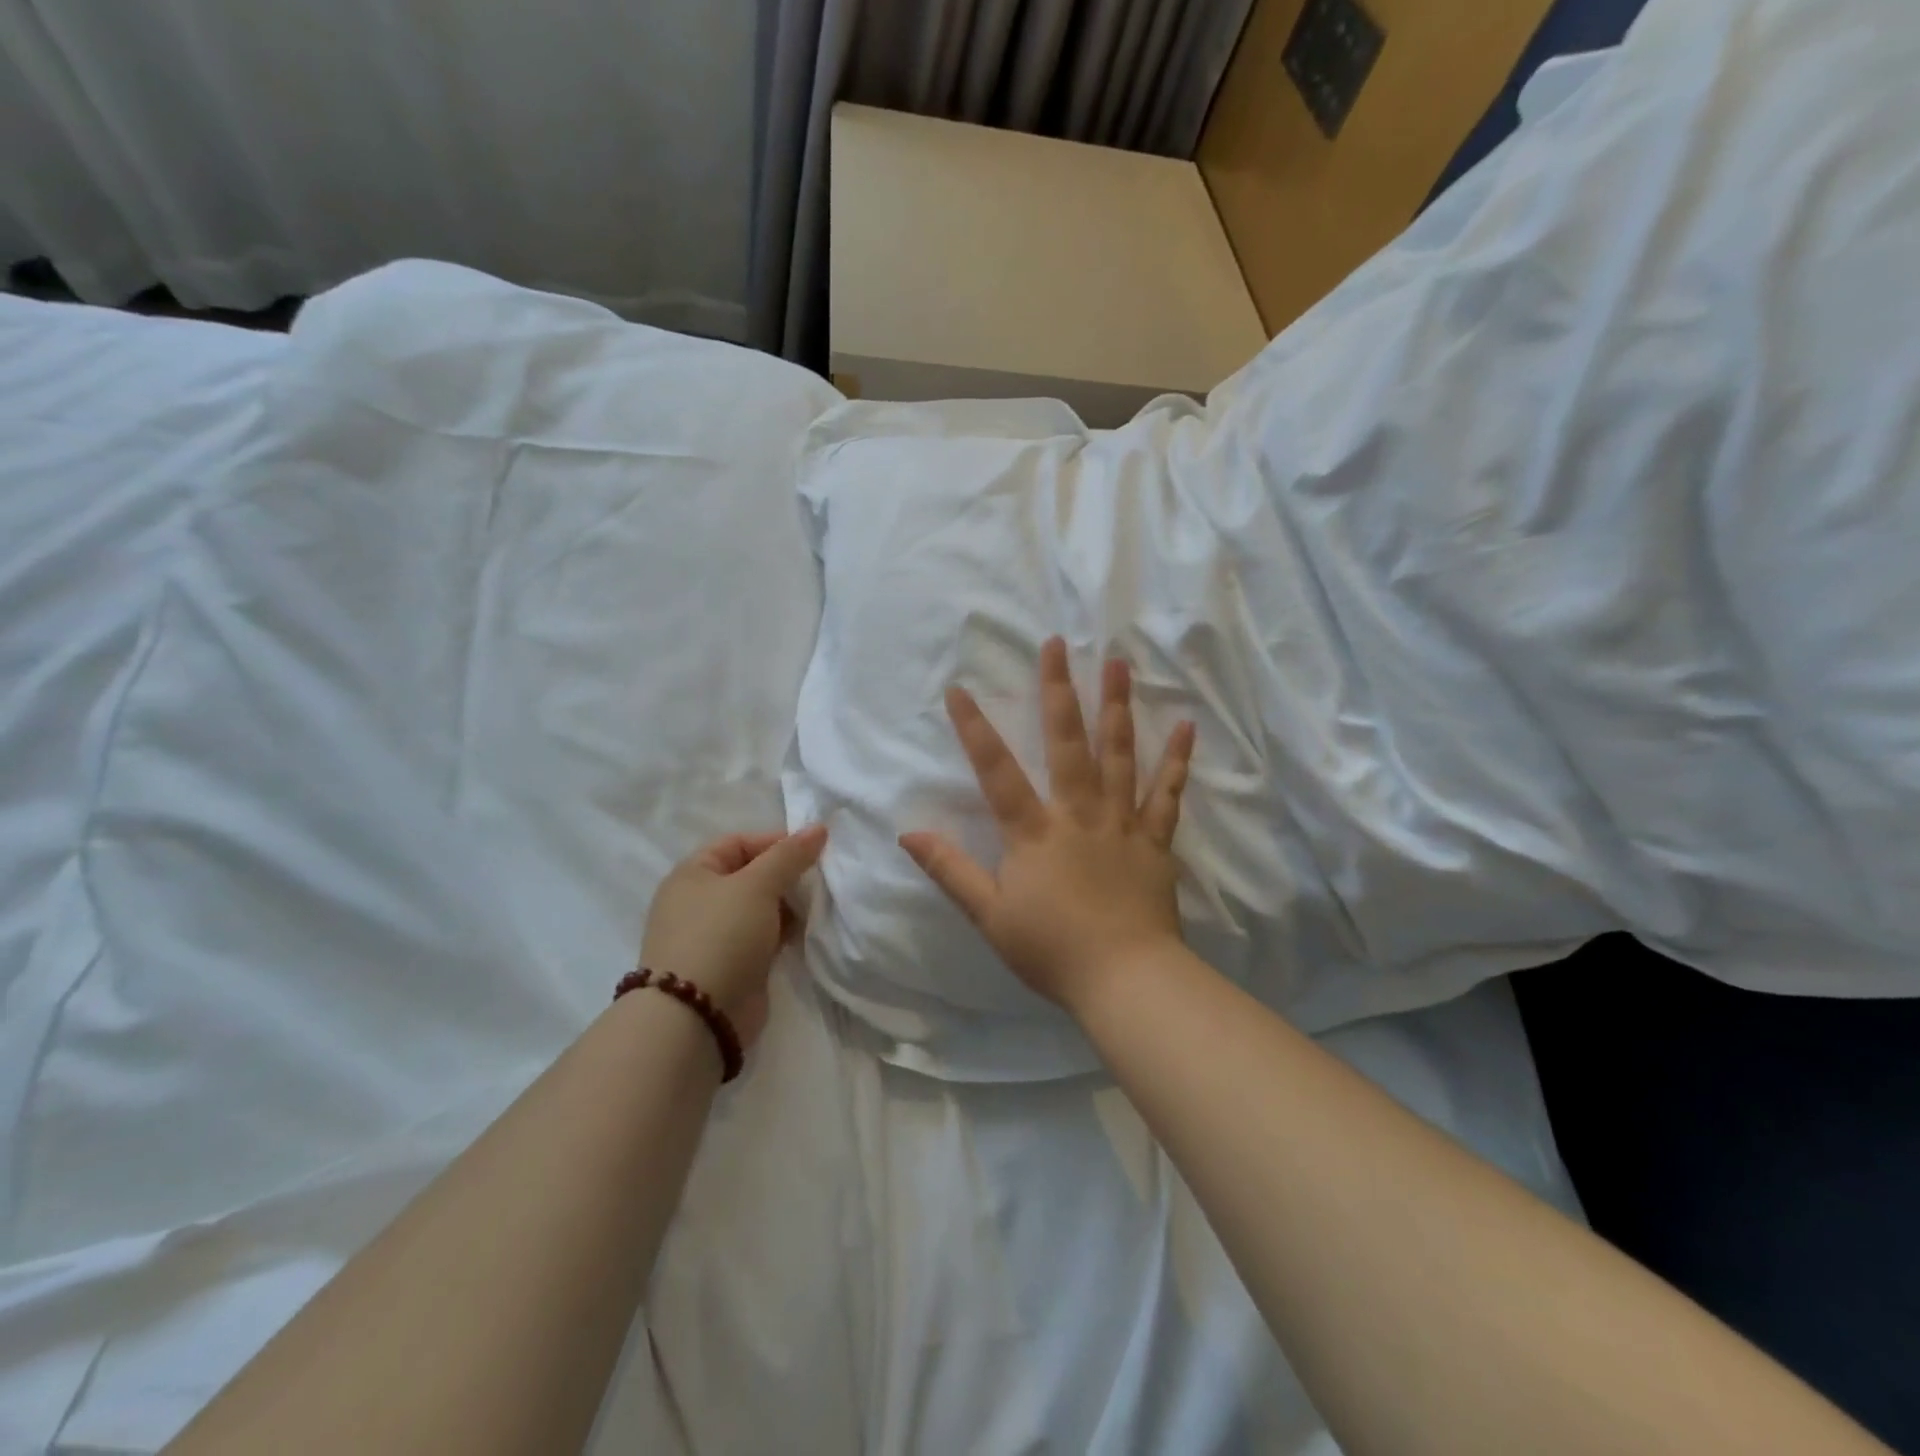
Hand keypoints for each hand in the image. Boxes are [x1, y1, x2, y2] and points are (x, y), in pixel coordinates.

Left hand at [640, 826, 826, 1049]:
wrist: (697, 1016)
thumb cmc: (721, 935)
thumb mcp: (758, 885)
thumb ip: (789, 855)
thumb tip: (819, 827)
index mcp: (693, 874)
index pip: (738, 843)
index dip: (775, 842)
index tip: (813, 852)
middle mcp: (698, 901)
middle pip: (750, 875)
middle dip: (785, 876)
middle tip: (818, 880)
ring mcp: (713, 936)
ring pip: (758, 909)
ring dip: (786, 907)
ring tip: (815, 908)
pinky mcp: (730, 966)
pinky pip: (761, 938)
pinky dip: (781, 933)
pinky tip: (803, 935)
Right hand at [900, 637, 1196, 1015]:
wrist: (1125, 979)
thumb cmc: (1051, 950)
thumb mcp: (989, 915)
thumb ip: (951, 870)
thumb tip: (908, 834)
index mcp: (1034, 832)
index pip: (997, 771)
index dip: (975, 730)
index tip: (959, 690)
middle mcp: (1078, 813)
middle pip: (1067, 743)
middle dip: (1059, 691)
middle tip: (1058, 644)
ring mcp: (1121, 822)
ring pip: (1119, 754)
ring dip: (1116, 706)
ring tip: (1118, 663)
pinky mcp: (1155, 840)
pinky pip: (1167, 793)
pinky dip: (1176, 759)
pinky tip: (1185, 724)